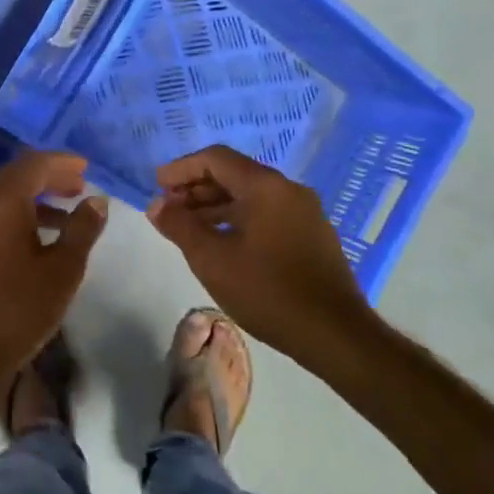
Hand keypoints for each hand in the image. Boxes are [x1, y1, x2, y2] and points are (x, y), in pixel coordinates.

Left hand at [0, 151, 106, 385]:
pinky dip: (17, 220)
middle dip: (48, 178)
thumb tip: (96, 200)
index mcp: (2, 204)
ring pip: (2, 202)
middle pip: (14, 179)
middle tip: (78, 187)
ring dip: (34, 202)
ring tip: (66, 219)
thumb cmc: (19, 308)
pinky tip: (37, 246)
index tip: (85, 168)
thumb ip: (82, 229)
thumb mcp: (63, 269)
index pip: (32, 165)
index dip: (60, 162)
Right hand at [146, 145, 368, 361]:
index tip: (158, 186)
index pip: (215, 158)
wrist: (335, 334)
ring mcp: (305, 212)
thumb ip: (180, 226)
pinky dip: (238, 219)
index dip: (182, 168)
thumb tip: (157, 205)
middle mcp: (288, 190)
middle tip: (169, 208)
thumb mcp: (212, 259)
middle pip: (234, 174)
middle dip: (196, 187)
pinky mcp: (312, 235)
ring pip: (250, 196)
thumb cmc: (268, 291)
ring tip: (188, 228)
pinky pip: (267, 213)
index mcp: (265, 186)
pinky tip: (222, 243)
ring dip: (215, 206)